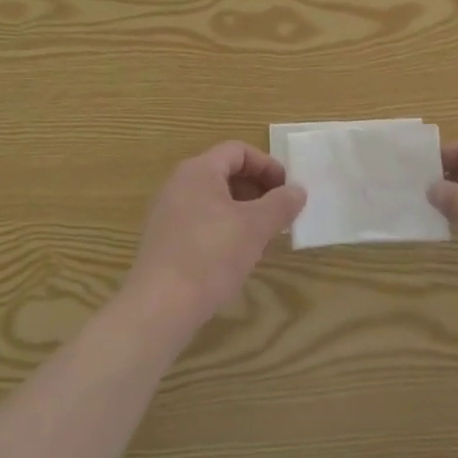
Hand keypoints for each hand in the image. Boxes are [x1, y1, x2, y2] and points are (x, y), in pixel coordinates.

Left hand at [123, 142, 306, 331]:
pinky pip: (201, 219)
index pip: (238, 151)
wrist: (159, 307)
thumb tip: (297, 190)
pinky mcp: (164, 239)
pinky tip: (236, 255)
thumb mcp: (255, 228)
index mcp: (199, 170)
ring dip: (243, 210)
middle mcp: (179, 183)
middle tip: (279, 213)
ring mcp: (168, 212)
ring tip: (263, 235)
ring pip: (214, 198)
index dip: (267, 165)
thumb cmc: (211, 256)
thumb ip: (280, 204)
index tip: (287, 190)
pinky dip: (224, 226)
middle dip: (257, 189)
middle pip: (225, 172)